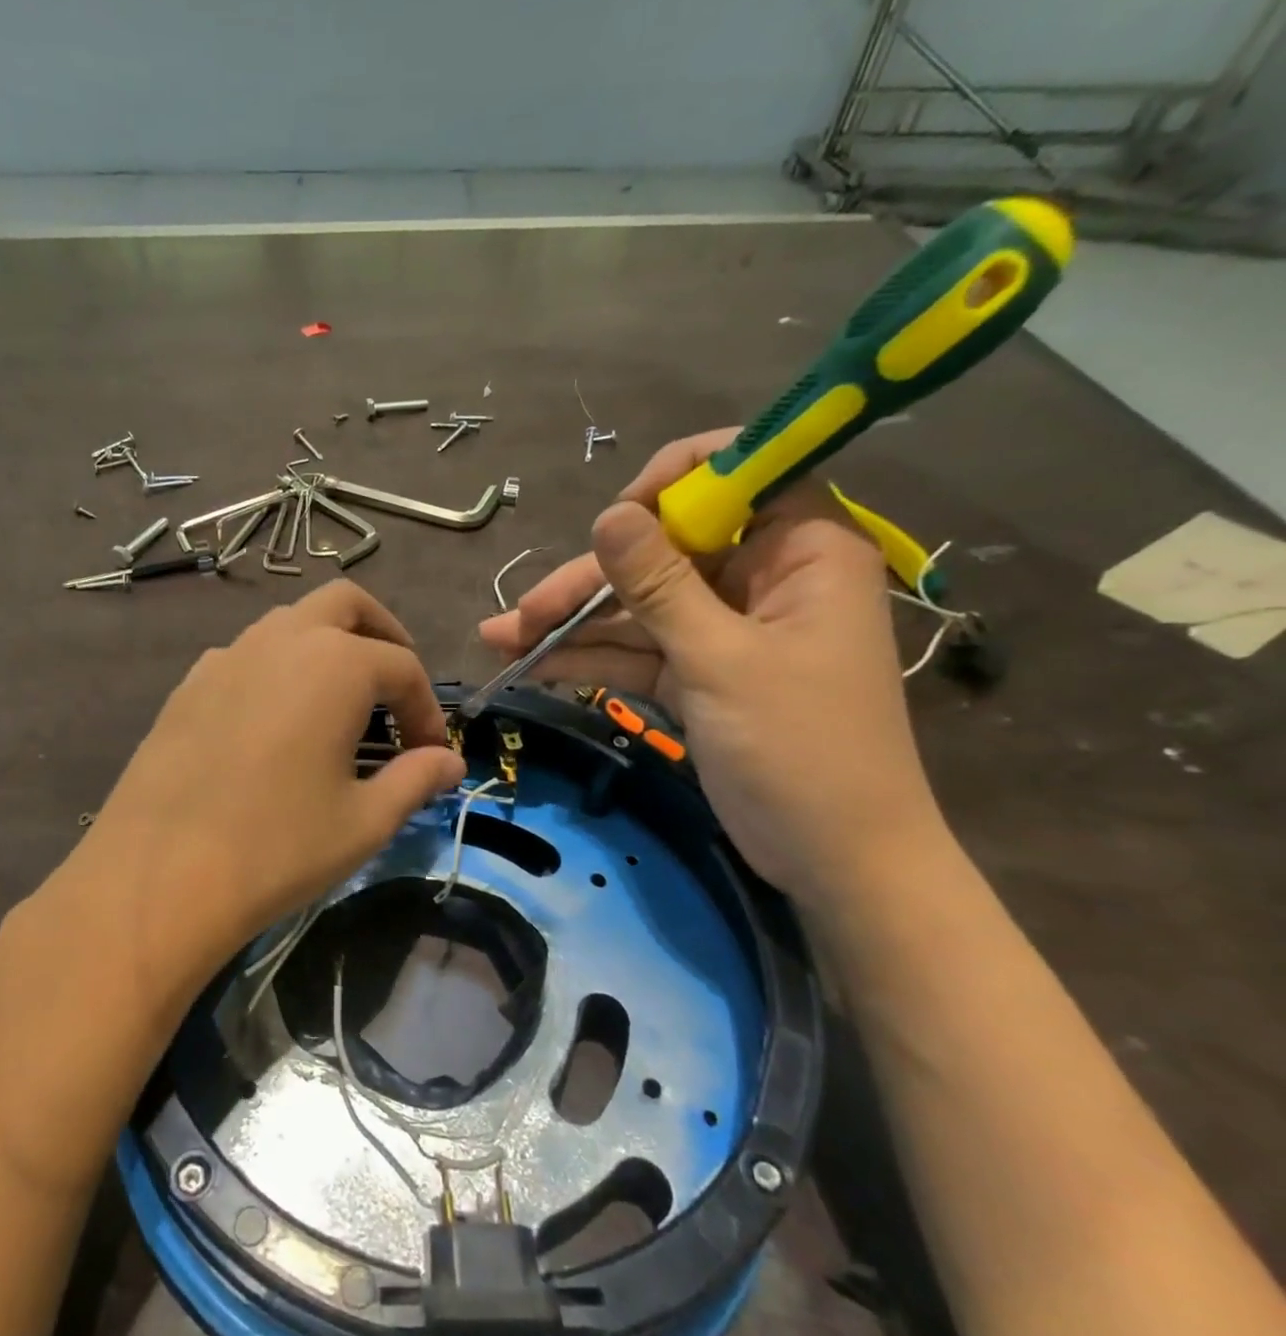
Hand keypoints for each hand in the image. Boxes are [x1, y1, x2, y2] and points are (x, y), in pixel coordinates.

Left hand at [77, 581, 465, 989]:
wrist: (161, 875)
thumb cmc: (279, 847)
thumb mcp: (364, 820)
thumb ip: (415, 780)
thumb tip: (450, 763)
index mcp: (335, 664)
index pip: (402, 667)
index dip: (426, 709)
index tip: (431, 755)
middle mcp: (281, 641)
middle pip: (346, 605)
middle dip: (382, 635)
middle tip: (394, 688)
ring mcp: (227, 657)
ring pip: (291, 624)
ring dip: (327, 647)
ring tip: (339, 705)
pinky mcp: (189, 685)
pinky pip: (247, 656)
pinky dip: (277, 669)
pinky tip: (275, 723)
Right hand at [479, 432, 944, 906]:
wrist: (834, 860)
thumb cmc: (799, 750)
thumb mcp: (720, 661)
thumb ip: (659, 585)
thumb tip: (608, 514)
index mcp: (801, 551)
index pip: (739, 475)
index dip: (673, 483)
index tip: (616, 519)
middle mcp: (762, 578)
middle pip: (664, 552)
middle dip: (590, 582)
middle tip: (522, 613)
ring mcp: (726, 629)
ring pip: (640, 605)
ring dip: (573, 624)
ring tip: (501, 639)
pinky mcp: (700, 674)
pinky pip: (639, 650)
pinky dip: (591, 658)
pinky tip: (533, 665)